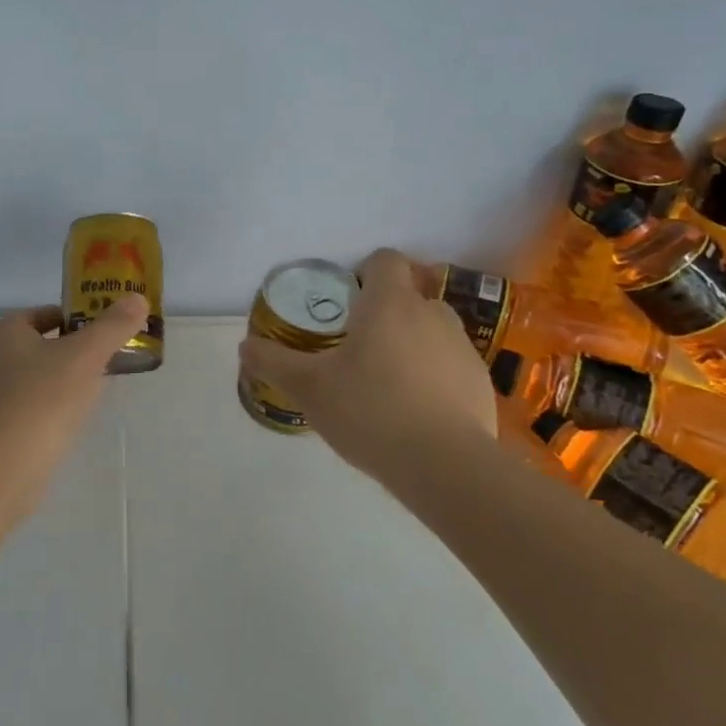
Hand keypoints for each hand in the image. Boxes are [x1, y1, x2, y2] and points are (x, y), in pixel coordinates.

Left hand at [0, 294, 150, 511]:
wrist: (5, 466)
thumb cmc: (44, 397)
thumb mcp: (86, 354)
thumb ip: (113, 326)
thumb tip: (137, 299)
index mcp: (10, 333)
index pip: (44, 313)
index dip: (74, 314)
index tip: (104, 325)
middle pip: (46, 344)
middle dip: (77, 347)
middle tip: (112, 353)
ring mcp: (0, 397)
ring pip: (44, 378)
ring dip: (70, 378)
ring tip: (104, 385)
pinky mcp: (6, 429)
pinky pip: (40, 408)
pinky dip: (61, 407)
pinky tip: (81, 417)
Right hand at [239, 249, 495, 478]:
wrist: (445, 465)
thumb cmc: (370, 410)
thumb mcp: (309, 388)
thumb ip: (274, 362)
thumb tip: (245, 346)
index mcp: (390, 303)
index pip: (385, 259)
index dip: (365, 272)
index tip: (346, 302)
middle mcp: (431, 314)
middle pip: (409, 295)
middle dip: (386, 313)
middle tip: (358, 348)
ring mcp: (462, 348)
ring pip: (431, 331)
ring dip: (411, 344)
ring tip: (386, 384)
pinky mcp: (480, 382)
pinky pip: (450, 365)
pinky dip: (434, 377)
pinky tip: (415, 412)